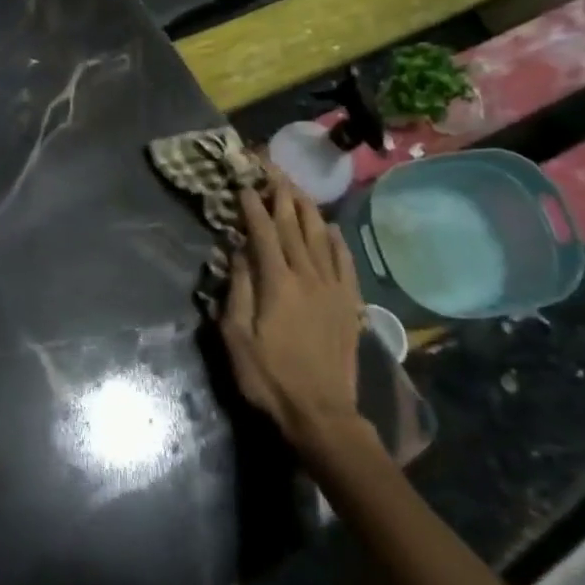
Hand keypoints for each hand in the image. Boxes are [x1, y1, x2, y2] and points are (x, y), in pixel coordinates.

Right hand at [219, 168, 367, 449]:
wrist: (322, 413)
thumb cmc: (269, 377)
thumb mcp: (236, 336)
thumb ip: (238, 288)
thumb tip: (238, 251)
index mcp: (277, 283)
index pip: (263, 233)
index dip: (252, 206)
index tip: (243, 184)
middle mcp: (308, 276)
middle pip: (294, 226)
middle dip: (281, 195)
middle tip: (271, 170)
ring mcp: (332, 288)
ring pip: (320, 237)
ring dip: (306, 209)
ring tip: (296, 188)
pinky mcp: (348, 303)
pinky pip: (344, 261)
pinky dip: (335, 240)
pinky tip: (330, 228)